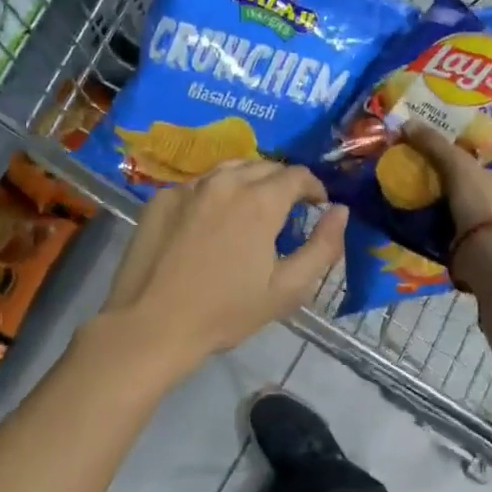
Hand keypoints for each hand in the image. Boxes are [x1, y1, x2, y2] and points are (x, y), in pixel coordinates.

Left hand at [98, 160, 347, 378]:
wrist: (151, 326)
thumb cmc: (225, 312)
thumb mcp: (287, 289)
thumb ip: (323, 247)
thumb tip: (340, 211)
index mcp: (260, 200)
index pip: (298, 175)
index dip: (314, 188)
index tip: (318, 206)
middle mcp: (225, 182)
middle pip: (265, 166)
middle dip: (283, 182)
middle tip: (287, 211)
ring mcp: (189, 187)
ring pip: (230, 168)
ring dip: (250, 181)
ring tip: (252, 208)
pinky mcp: (161, 198)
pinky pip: (199, 184)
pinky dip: (215, 192)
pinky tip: (212, 220)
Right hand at [401, 122, 491, 293]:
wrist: (486, 255)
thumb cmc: (482, 203)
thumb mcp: (458, 165)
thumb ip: (435, 144)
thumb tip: (407, 123)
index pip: (488, 160)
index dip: (467, 154)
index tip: (442, 152)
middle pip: (475, 182)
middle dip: (453, 179)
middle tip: (425, 171)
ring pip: (464, 205)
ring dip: (444, 202)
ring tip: (418, 192)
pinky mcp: (479, 244)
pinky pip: (455, 226)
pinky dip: (441, 222)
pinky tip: (421, 216)